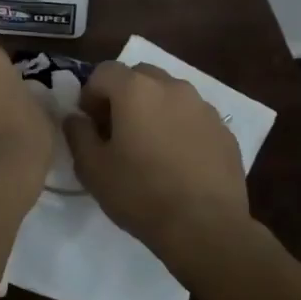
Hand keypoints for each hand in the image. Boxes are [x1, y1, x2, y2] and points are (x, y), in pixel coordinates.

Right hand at [63, 62, 252, 262]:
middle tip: (117, 131)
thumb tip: (76, 117)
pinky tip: (178, 162)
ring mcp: (203, 107)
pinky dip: (180, 127)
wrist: (206, 228)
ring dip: (154, 109)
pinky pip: (193, 117)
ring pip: (169, 94)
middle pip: (139, 76)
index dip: (90, 94)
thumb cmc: (141, 194)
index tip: (90, 124)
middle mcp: (172, 87)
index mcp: (136, 90)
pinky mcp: (224, 130)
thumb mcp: (92, 168)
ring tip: (150, 147)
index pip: (104, 71)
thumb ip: (78, 133)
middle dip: (123, 95)